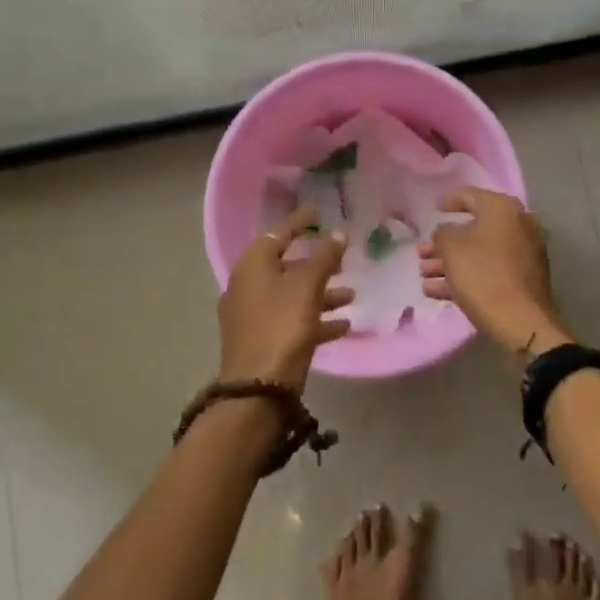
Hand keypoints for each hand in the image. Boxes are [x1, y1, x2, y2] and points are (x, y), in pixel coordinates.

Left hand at [217, 204, 352, 390]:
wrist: (258, 389)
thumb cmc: (282, 326)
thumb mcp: (307, 287)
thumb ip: (324, 257)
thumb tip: (338, 233)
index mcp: (252, 265)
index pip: (279, 233)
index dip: (300, 221)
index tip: (318, 210)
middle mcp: (247, 286)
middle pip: (286, 266)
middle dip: (317, 262)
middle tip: (341, 256)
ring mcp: (252, 315)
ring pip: (291, 295)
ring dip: (322, 293)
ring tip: (351, 294)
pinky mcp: (261, 340)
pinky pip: (291, 320)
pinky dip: (315, 319)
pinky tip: (343, 325)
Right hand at [419, 188, 569, 354]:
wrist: (522, 322)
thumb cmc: (483, 275)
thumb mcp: (452, 249)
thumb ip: (442, 233)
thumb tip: (445, 232)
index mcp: (502, 209)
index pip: (470, 196)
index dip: (449, 200)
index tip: (434, 207)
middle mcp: (517, 226)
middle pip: (473, 229)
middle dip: (443, 242)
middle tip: (421, 252)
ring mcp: (522, 254)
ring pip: (478, 253)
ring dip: (449, 262)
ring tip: (423, 274)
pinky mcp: (521, 280)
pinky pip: (488, 271)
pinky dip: (465, 276)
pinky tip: (435, 291)